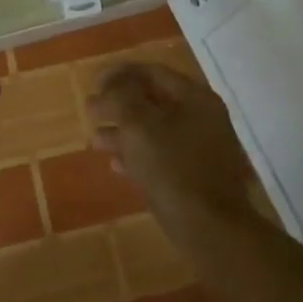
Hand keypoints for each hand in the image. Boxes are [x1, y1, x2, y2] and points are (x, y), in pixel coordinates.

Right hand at [88, 63, 259, 225]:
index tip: (93, 84)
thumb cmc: (173, 169)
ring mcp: (201, 148)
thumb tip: (106, 88)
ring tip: (96, 140)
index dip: (119, 74)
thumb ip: (120, 99)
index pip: (152, 72)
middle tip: (91, 111)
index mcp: (194, 97)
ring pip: (155, 130)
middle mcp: (202, 117)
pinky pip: (162, 156)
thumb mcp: (140, 126)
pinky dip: (138, 155)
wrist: (211, 229)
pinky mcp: (195, 176)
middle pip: (154, 100)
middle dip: (119, 104)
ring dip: (124, 131)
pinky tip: (116, 165)